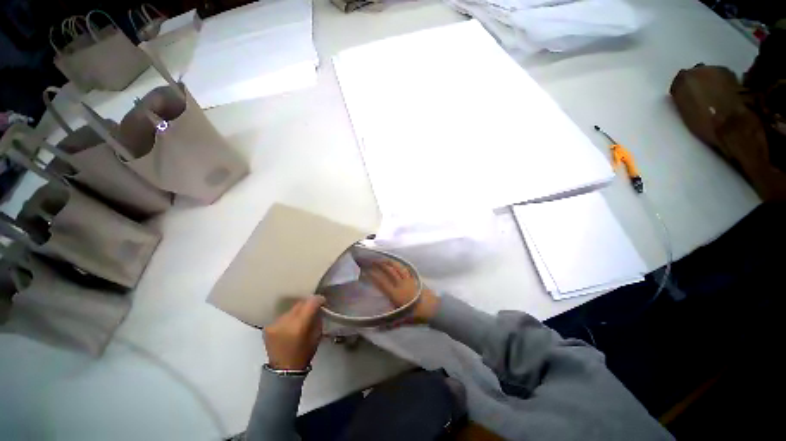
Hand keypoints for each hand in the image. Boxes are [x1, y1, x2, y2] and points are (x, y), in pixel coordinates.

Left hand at [264, 296, 325, 369]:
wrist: (283, 370)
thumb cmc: (304, 353)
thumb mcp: (317, 335)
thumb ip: (317, 319)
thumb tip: (318, 308)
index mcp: (299, 325)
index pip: (311, 303)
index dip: (319, 300)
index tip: (323, 301)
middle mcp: (285, 321)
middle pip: (300, 304)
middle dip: (308, 304)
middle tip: (313, 308)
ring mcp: (275, 323)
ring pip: (291, 309)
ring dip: (298, 311)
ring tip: (301, 317)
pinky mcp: (268, 327)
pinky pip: (283, 316)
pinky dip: (289, 318)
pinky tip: (291, 324)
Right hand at [365, 260, 438, 323]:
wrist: (433, 309)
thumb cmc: (416, 315)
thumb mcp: (401, 321)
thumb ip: (389, 324)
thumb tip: (376, 329)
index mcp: (395, 294)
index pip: (381, 282)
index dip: (373, 275)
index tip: (365, 270)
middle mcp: (400, 284)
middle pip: (389, 271)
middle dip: (379, 265)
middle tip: (371, 260)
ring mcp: (408, 279)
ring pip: (397, 267)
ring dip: (389, 262)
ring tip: (382, 259)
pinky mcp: (415, 278)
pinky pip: (406, 269)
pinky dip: (400, 264)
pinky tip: (396, 262)